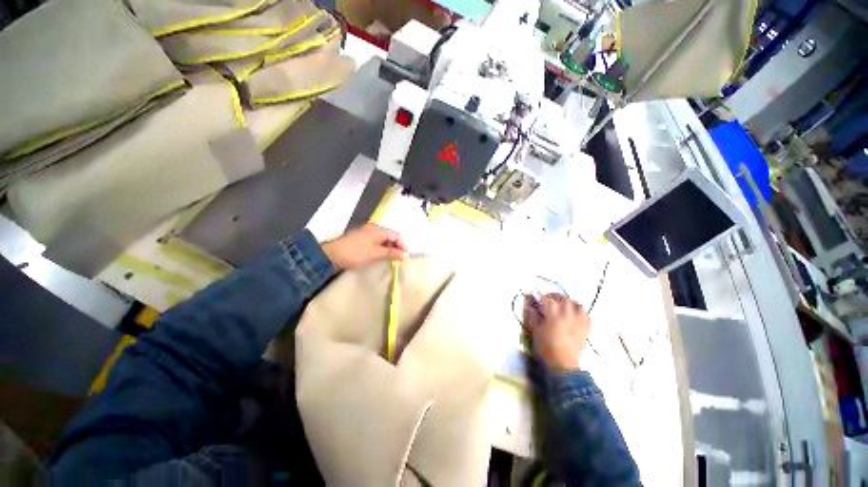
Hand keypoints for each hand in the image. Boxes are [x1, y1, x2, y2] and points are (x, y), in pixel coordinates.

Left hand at [322, 223, 407, 269]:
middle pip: (391, 235)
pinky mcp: (361, 238)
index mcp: (378, 230)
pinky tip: (381, 255)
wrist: (331, 255)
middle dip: (397, 246)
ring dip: (389, 247)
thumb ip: (391, 253)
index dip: (403, 245)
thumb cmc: (355, 253)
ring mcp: (367, 232)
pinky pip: (377, 241)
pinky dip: (382, 247)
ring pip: (384, 238)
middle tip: (399, 258)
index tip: (405, 257)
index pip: (397, 235)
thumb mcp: (375, 254)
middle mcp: (374, 228)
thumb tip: (405, 255)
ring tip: (391, 258)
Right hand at [523, 294, 590, 371]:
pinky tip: (575, 317)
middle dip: (556, 297)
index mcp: (554, 316)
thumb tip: (530, 306)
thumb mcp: (536, 331)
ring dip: (571, 303)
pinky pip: (587, 317)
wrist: (563, 364)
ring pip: (578, 305)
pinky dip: (581, 314)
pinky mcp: (585, 330)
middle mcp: (568, 317)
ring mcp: (578, 323)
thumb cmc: (546, 347)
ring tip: (565, 306)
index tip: (538, 296)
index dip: (542, 296)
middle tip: (550, 300)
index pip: (549, 300)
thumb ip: (534, 316)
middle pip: (564, 299)